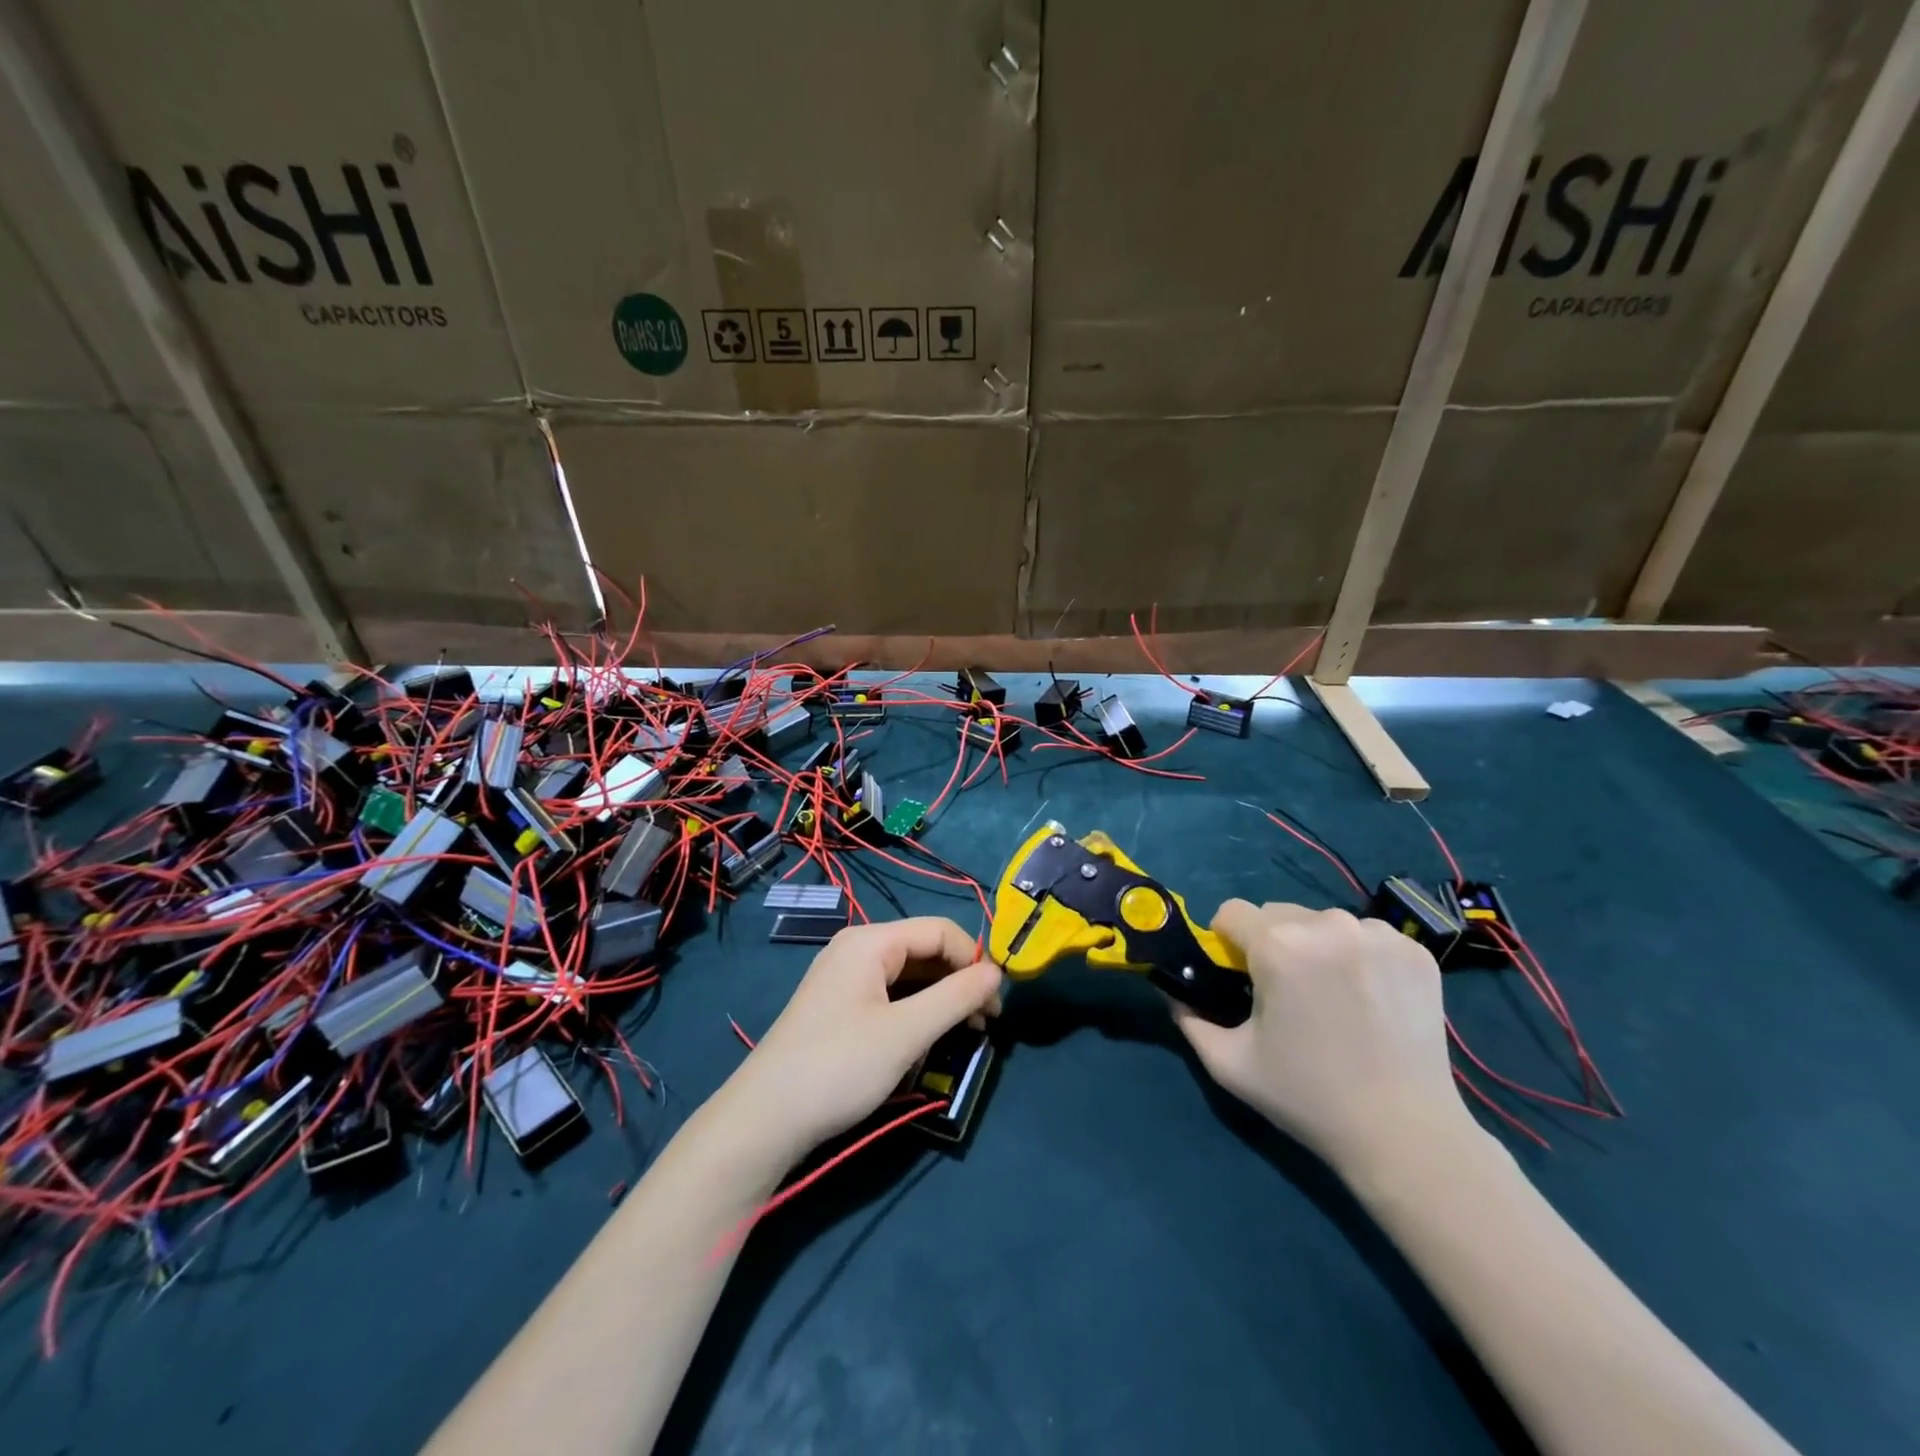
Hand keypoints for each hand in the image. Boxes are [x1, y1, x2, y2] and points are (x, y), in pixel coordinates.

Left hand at [721, 917, 1002, 1163]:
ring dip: (941, 1001)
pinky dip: (916, 1013)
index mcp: (871, 941)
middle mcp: (857, 949)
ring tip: (966, 1036)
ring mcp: (845, 979)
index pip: (940, 931)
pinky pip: (890, 996)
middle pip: (924, 951)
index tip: (998, 1004)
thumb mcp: (906, 1033)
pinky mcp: (840, 1008)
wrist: (764, 1120)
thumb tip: (997, 972)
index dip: (974, 960)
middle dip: (959, 982)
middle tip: (986, 1026)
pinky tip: (929, 1041)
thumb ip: (956, 997)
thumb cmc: (839, 1066)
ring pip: (909, 976)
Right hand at [1170, 900, 1473, 1172]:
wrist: (1405, 1135)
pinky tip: (1367, 998)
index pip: (1230, 912)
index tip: (1238, 976)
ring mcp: (1377, 934)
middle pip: (1276, 913)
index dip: (1225, 941)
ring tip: (1330, 997)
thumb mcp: (1229, 1063)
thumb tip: (1173, 991)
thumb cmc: (1307, 1097)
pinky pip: (1365, 935)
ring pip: (1321, 922)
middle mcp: (1327, 924)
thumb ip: (1188, 1018)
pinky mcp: (1414, 950)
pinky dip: (1356, 955)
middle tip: (1286, 993)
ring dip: (1314, 946)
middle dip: (1270, 943)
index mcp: (1277, 946)